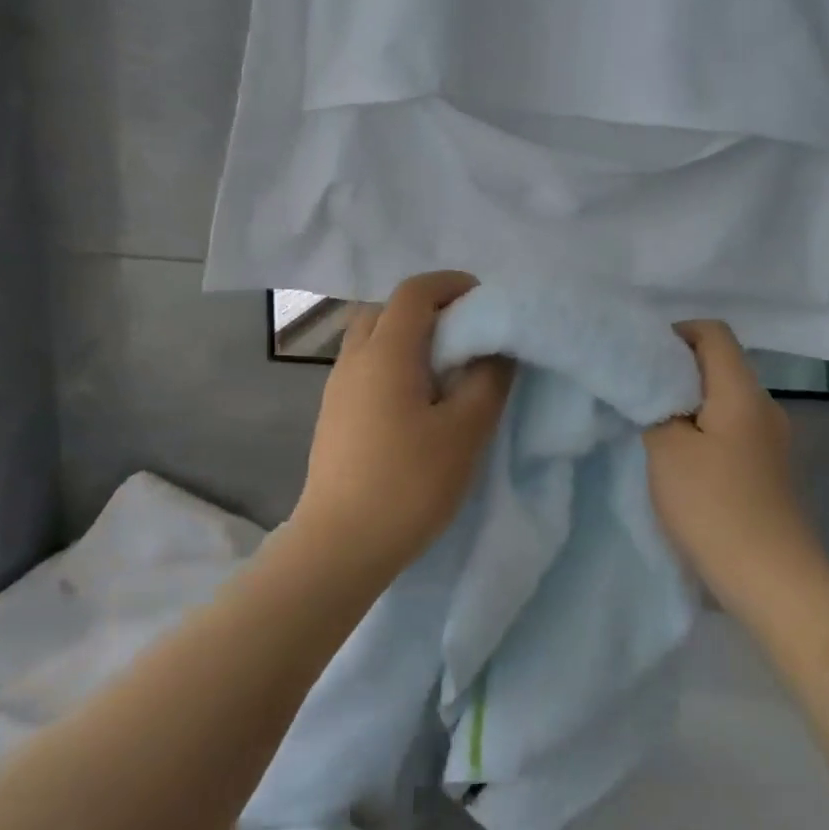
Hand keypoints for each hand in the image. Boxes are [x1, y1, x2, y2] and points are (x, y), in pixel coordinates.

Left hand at [292, 271, 513, 577]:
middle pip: (388, 308)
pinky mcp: (333, 414)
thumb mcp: (465, 431)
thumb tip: (495, 349)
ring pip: (372, 337)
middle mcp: (355, 358)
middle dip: (429, 308)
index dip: (452, 284)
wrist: (340, 544)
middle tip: (466, 334)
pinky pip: (365, 366)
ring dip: (409, 336)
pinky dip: (394, 362)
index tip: (485, 302)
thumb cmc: (409, 484)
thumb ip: (487, 381)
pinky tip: (417, 399)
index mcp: (386, 352)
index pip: (415, 291)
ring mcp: (337, 387)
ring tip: (445, 368)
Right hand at [644, 321, 822, 605]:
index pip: (713, 333)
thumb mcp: (667, 451)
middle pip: (720, 365)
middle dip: (677, 371)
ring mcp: (772, 441)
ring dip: (688, 405)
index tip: (642, 358)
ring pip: (725, 401)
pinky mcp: (769, 470)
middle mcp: (765, 408)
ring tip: (653, 428)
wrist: (772, 580)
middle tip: (638, 393)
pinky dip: (704, 432)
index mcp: (742, 392)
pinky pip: (732, 431)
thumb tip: (655, 389)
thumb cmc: (714, 507)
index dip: (676, 333)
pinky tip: (681, 461)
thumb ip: (655, 408)